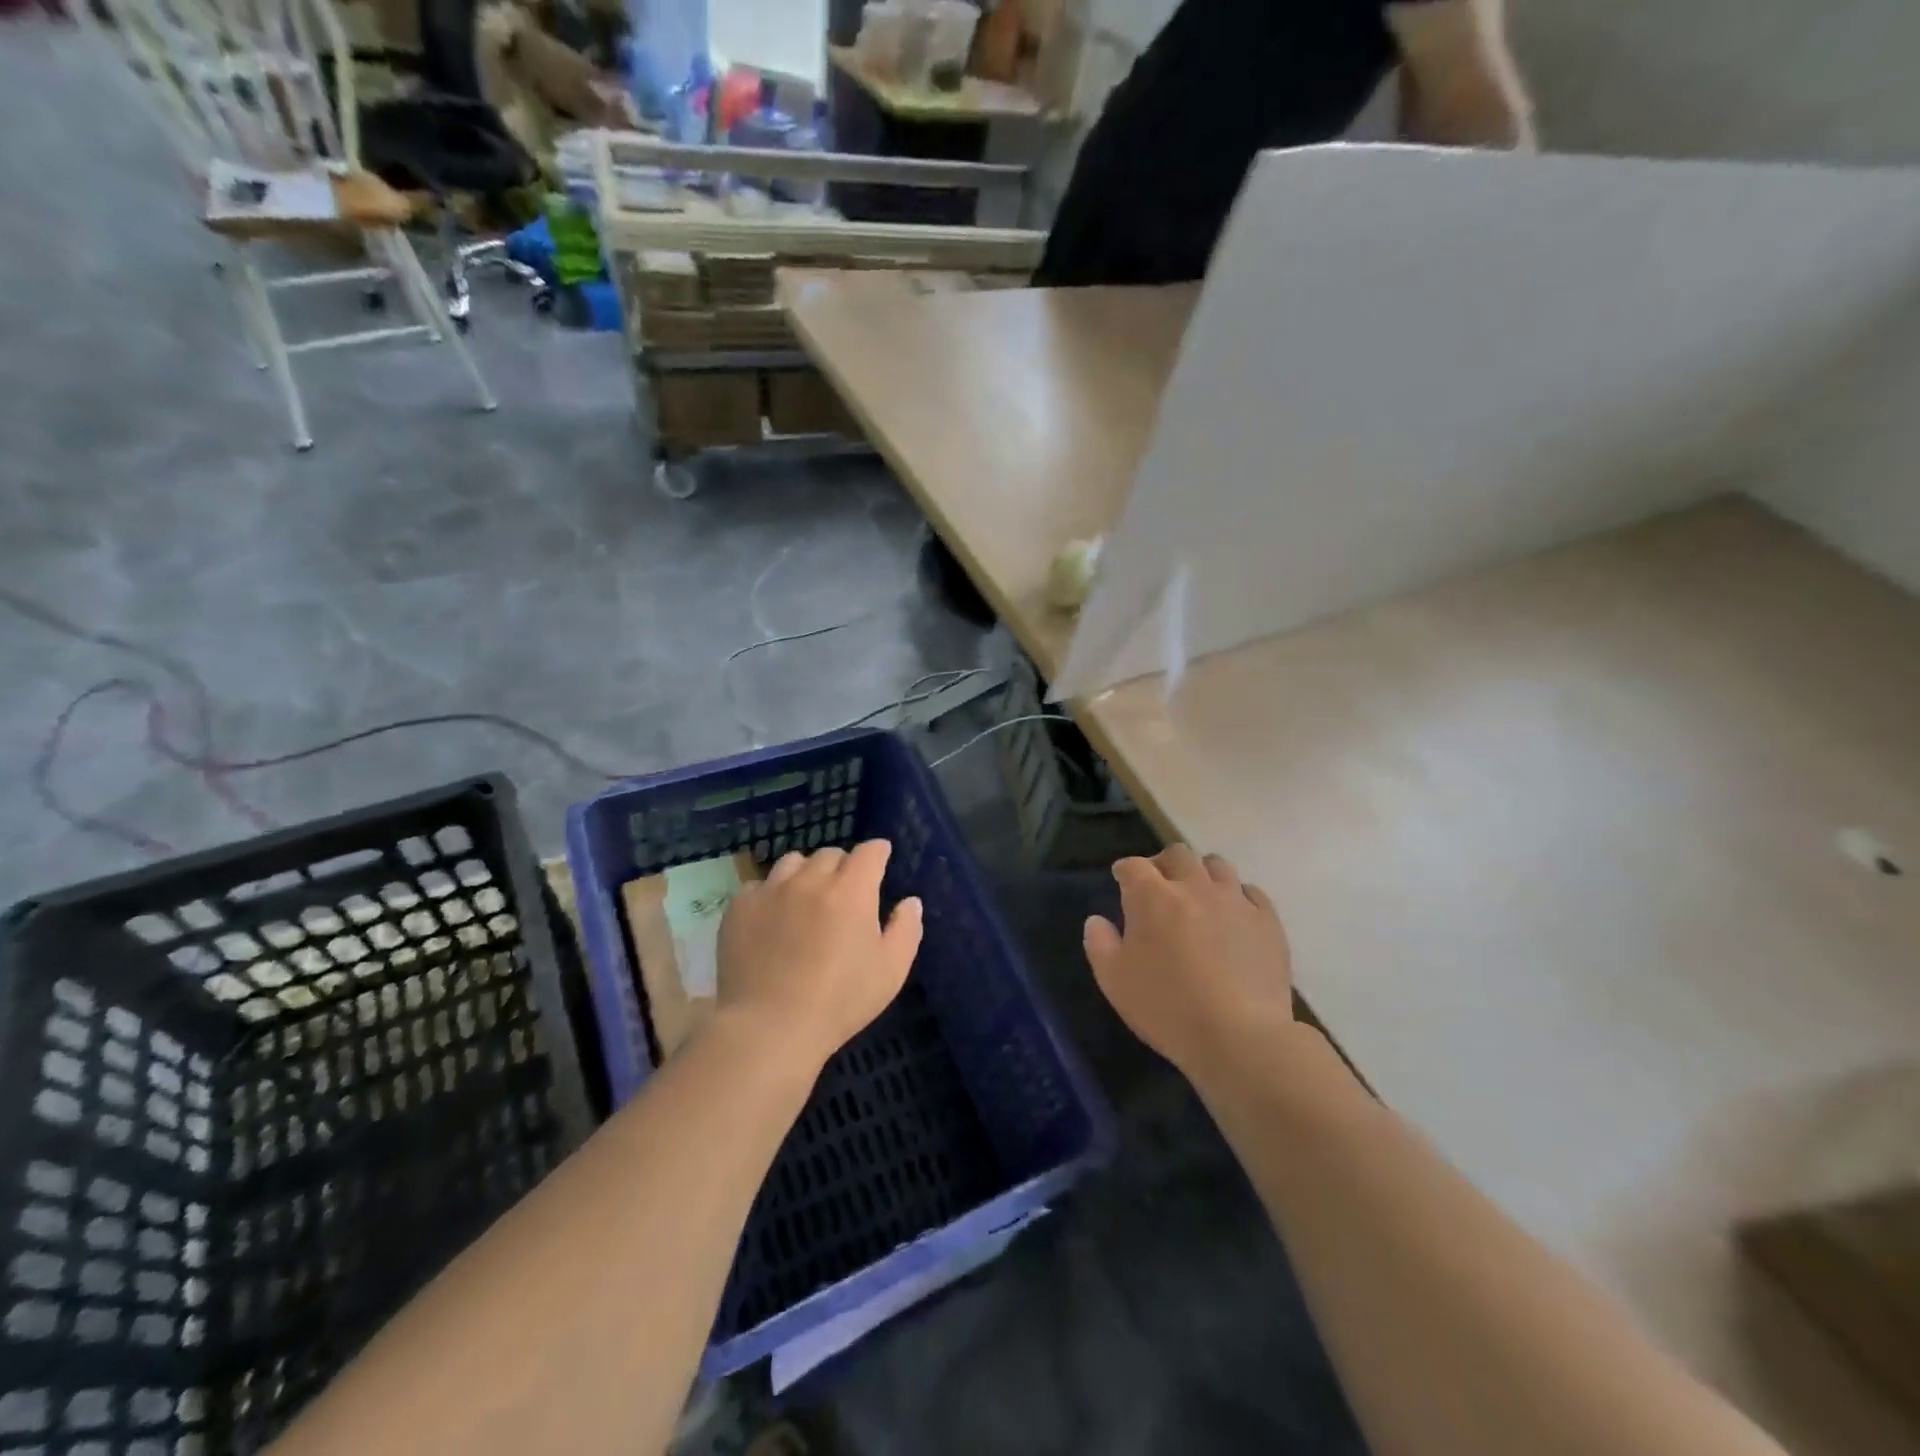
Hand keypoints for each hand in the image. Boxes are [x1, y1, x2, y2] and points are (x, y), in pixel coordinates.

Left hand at [715, 840, 922, 1069]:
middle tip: (844, 891)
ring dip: (806, 873)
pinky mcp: (741, 907)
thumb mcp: (890, 971)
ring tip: (806, 898)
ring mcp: (771, 890)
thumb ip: (906, 929)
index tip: (880, 858)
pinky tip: (772, 918)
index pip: (869, 852)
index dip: (878, 852)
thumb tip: (910, 901)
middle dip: (843, 866)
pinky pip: (759, 885)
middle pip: (830, 854)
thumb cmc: (840, 1001)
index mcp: (852, 890)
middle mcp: (811, 879)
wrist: (769, 1027)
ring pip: (793, 862)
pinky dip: (770, 894)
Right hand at [1083, 846, 1293, 1072]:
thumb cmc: (1167, 1008)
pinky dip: (1238, 896)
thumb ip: (1100, 944)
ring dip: (1202, 873)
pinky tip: (1234, 915)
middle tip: (1160, 886)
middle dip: (1164, 864)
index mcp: (1152, 897)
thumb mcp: (1114, 981)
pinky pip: (1252, 892)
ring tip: (1199, 895)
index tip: (1122, 880)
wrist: (1239, 1037)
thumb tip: (1097, 920)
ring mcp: (1235, 901)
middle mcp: (1194, 887)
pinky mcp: (1267, 921)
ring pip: (1217, 865)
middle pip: (1178, 854)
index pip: (1134, 866)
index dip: (1125, 870)